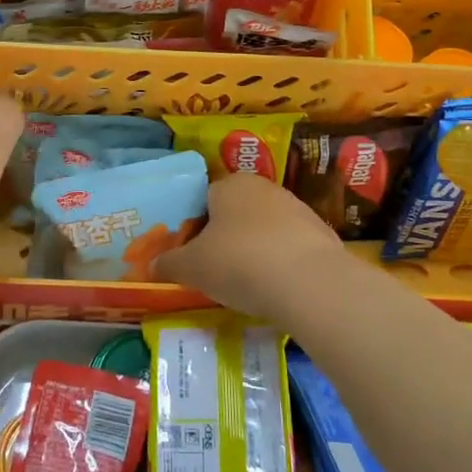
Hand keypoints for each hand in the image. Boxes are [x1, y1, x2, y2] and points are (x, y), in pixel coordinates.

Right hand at [155, 173, 357, 327]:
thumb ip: (169, 263)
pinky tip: (275, 287)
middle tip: (213, 269)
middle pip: (235, 211)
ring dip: (253, 249)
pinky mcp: (320, 234)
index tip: (190, 253)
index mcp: (230, 184)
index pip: (204, 198)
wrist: (310, 283)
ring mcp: (296, 208)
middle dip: (224, 236)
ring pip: (264, 228)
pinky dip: (279, 263)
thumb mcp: (192, 267)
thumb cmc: (239, 262)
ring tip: (245, 283)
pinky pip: (289, 246)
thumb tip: (152, 265)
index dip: (193, 226)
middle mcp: (263, 187)